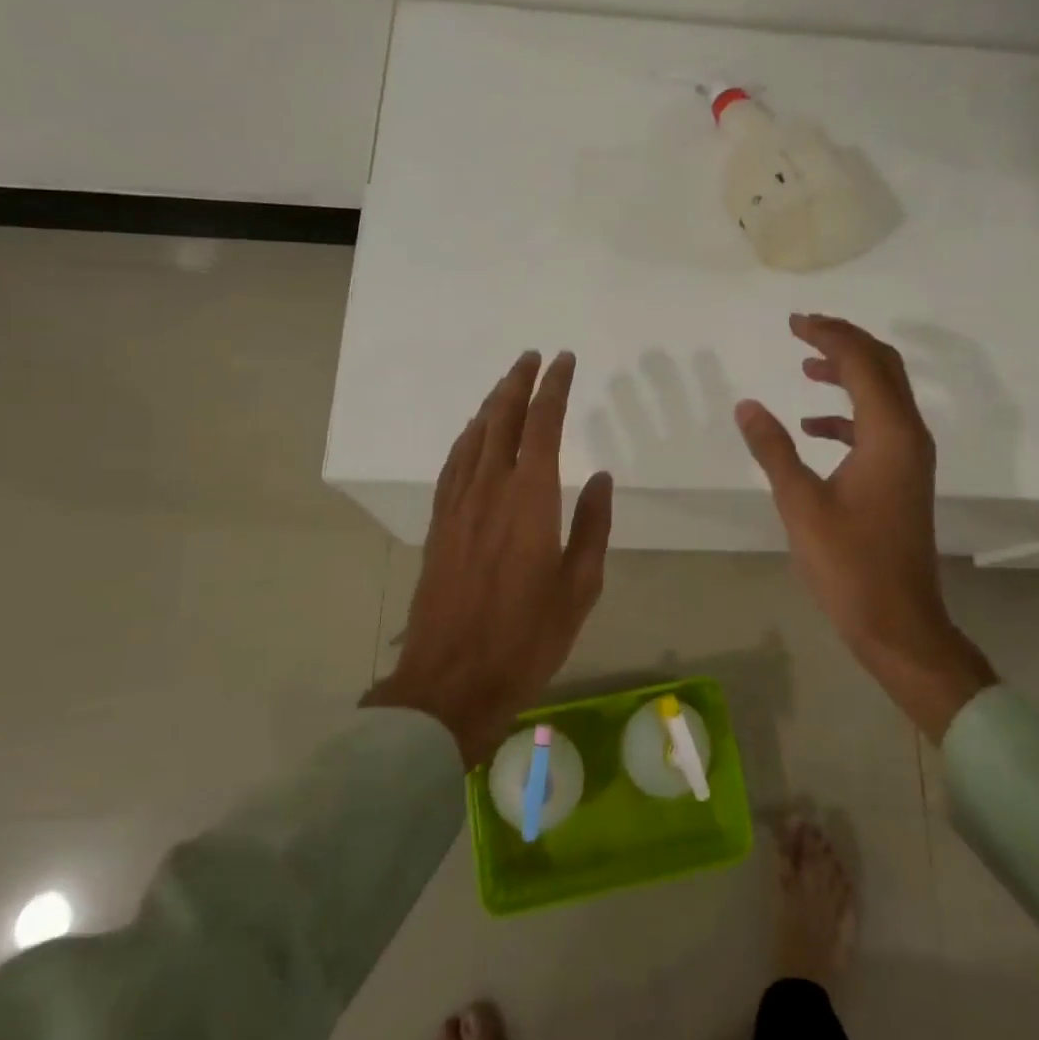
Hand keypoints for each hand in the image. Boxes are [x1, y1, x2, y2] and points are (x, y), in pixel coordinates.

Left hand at [363, 350, 613, 766]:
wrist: (451, 682)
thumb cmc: (527, 638)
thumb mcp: (580, 587)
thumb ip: (592, 526)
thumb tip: (600, 477)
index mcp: (530, 500)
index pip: (542, 426)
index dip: (553, 388)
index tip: (564, 361)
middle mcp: (490, 490)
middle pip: (501, 419)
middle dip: (518, 382)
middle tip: (533, 357)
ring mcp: (458, 506)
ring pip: (473, 437)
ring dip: (491, 404)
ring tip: (506, 384)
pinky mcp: (438, 525)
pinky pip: (452, 465)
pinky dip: (466, 438)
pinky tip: (472, 434)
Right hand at [735, 314, 995, 741]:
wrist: (898, 622)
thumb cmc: (848, 564)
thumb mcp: (800, 504)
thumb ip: (773, 449)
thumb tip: (747, 405)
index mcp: (888, 434)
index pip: (862, 362)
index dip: (828, 335)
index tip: (794, 322)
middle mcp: (908, 435)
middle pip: (883, 366)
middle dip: (845, 342)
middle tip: (804, 330)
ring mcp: (910, 457)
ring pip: (883, 394)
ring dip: (848, 373)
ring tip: (806, 366)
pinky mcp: (903, 476)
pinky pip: (878, 425)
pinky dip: (848, 413)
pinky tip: (813, 427)